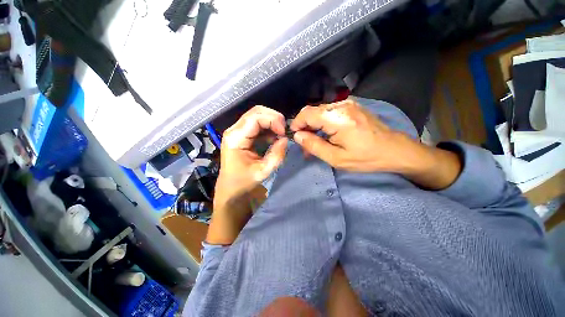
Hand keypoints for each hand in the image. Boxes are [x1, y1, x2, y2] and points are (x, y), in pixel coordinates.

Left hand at [208, 106, 287, 244]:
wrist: (230, 189)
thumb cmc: (243, 182)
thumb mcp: (263, 171)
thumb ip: (276, 155)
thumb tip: (285, 139)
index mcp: (236, 138)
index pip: (255, 117)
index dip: (273, 120)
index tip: (284, 132)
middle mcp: (234, 130)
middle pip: (256, 112)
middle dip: (274, 118)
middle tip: (284, 131)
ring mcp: (238, 131)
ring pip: (257, 116)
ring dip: (272, 123)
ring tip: (281, 134)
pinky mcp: (242, 135)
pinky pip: (258, 125)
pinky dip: (269, 128)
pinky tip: (275, 137)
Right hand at [290, 99, 460, 188]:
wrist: (396, 150)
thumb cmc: (366, 158)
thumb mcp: (337, 158)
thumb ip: (314, 146)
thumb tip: (298, 136)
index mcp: (337, 118)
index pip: (307, 113)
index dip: (297, 124)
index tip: (295, 137)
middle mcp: (341, 105)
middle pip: (312, 111)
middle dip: (305, 127)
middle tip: (305, 145)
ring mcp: (348, 104)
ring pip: (320, 112)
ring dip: (313, 126)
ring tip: (315, 143)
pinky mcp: (352, 107)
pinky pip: (330, 113)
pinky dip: (323, 124)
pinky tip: (326, 136)